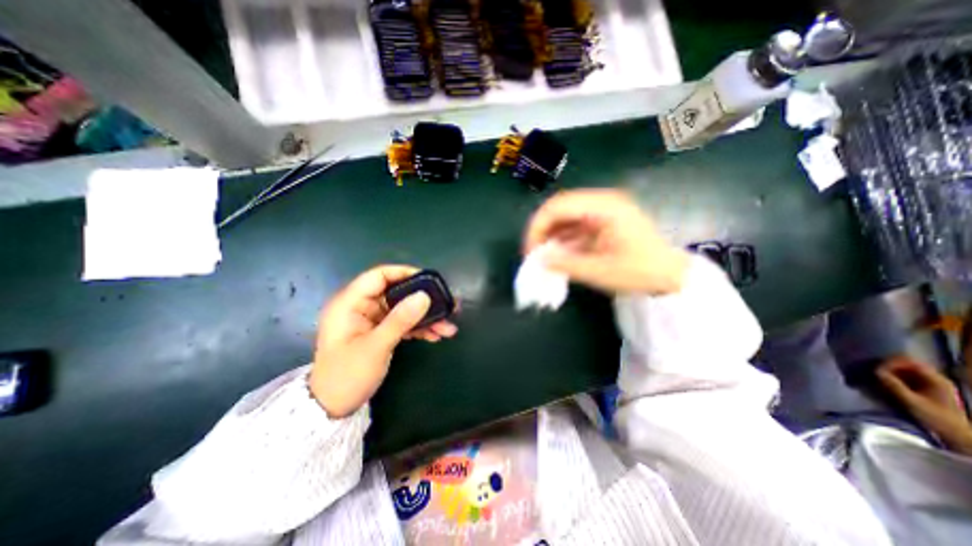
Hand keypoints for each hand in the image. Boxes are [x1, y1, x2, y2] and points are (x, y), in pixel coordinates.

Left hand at [313, 266, 460, 420]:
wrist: (333, 409)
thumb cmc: (346, 376)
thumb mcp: (375, 347)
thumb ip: (400, 320)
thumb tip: (424, 296)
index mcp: (350, 303)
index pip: (379, 276)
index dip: (404, 273)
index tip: (429, 281)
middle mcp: (362, 307)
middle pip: (397, 293)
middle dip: (422, 300)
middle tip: (446, 305)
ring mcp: (373, 320)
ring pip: (404, 309)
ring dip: (425, 318)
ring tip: (448, 327)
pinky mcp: (381, 331)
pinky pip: (403, 323)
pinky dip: (419, 328)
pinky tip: (436, 335)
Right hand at [525, 190, 690, 296]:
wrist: (670, 275)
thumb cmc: (640, 272)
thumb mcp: (600, 271)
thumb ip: (566, 264)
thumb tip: (539, 260)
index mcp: (604, 207)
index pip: (558, 206)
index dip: (538, 226)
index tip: (530, 250)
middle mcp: (602, 201)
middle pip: (559, 207)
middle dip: (542, 230)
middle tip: (534, 253)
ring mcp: (603, 210)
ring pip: (565, 215)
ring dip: (551, 234)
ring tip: (544, 255)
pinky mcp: (603, 220)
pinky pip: (575, 224)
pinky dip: (563, 238)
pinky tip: (559, 253)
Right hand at [874, 358, 971, 456]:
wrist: (957, 436)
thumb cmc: (936, 419)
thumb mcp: (912, 402)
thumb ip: (894, 385)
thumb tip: (875, 371)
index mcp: (937, 380)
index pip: (910, 361)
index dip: (891, 362)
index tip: (876, 368)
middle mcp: (936, 379)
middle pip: (907, 364)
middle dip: (889, 367)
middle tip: (874, 372)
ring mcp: (932, 384)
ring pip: (905, 371)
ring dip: (890, 372)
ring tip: (877, 377)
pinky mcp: (927, 389)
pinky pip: (907, 377)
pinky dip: (894, 377)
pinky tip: (886, 383)